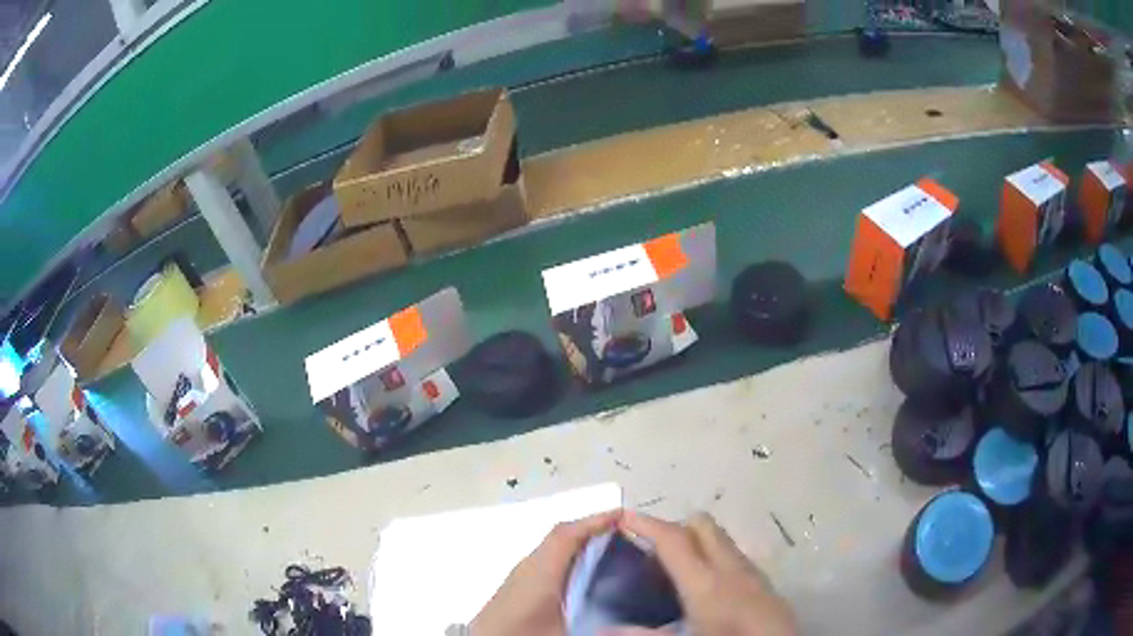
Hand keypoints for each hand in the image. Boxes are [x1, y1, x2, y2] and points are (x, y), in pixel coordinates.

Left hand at [471, 510, 620, 635]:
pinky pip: (548, 559)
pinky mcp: (518, 584)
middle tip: (624, 532)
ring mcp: (521, 574)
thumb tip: (624, 617)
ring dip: (580, 542)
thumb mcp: (564, 631)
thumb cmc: (522, 633)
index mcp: (539, 572)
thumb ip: (594, 618)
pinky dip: (569, 556)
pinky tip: (584, 573)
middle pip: (560, 536)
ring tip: (611, 549)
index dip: (593, 521)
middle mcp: (528, 566)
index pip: (565, 535)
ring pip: (553, 547)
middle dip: (591, 529)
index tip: (621, 515)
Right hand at [612, 511, 796, 635]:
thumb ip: (644, 634)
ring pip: (719, 538)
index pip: (673, 539)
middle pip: (701, 524)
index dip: (646, 524)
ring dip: (695, 542)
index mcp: (705, 583)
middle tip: (649, 548)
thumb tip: (604, 629)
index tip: (623, 517)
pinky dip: (713, 557)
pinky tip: (705, 585)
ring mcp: (750, 571)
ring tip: (673, 567)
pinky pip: (733, 555)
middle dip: (673, 526)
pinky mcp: (763, 581)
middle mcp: (730, 568)